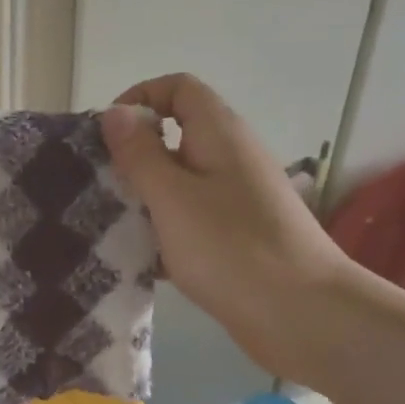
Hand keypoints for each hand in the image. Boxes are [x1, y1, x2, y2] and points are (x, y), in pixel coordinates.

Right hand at [100, 74, 359, 382]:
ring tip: (110, 223)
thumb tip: (116, 113)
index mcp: (220, 134)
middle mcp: (232, 157)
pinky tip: (141, 258)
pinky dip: (165, 231)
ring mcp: (238, 199)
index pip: (178, 88)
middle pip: (176, 135)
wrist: (302, 315)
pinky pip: (191, 219)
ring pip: (180, 182)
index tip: (109, 136)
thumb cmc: (229, 247)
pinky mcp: (238, 236)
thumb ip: (139, 153)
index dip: (140, 98)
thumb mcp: (171, 196)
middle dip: (134, 155)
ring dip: (145, 197)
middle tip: (101, 185)